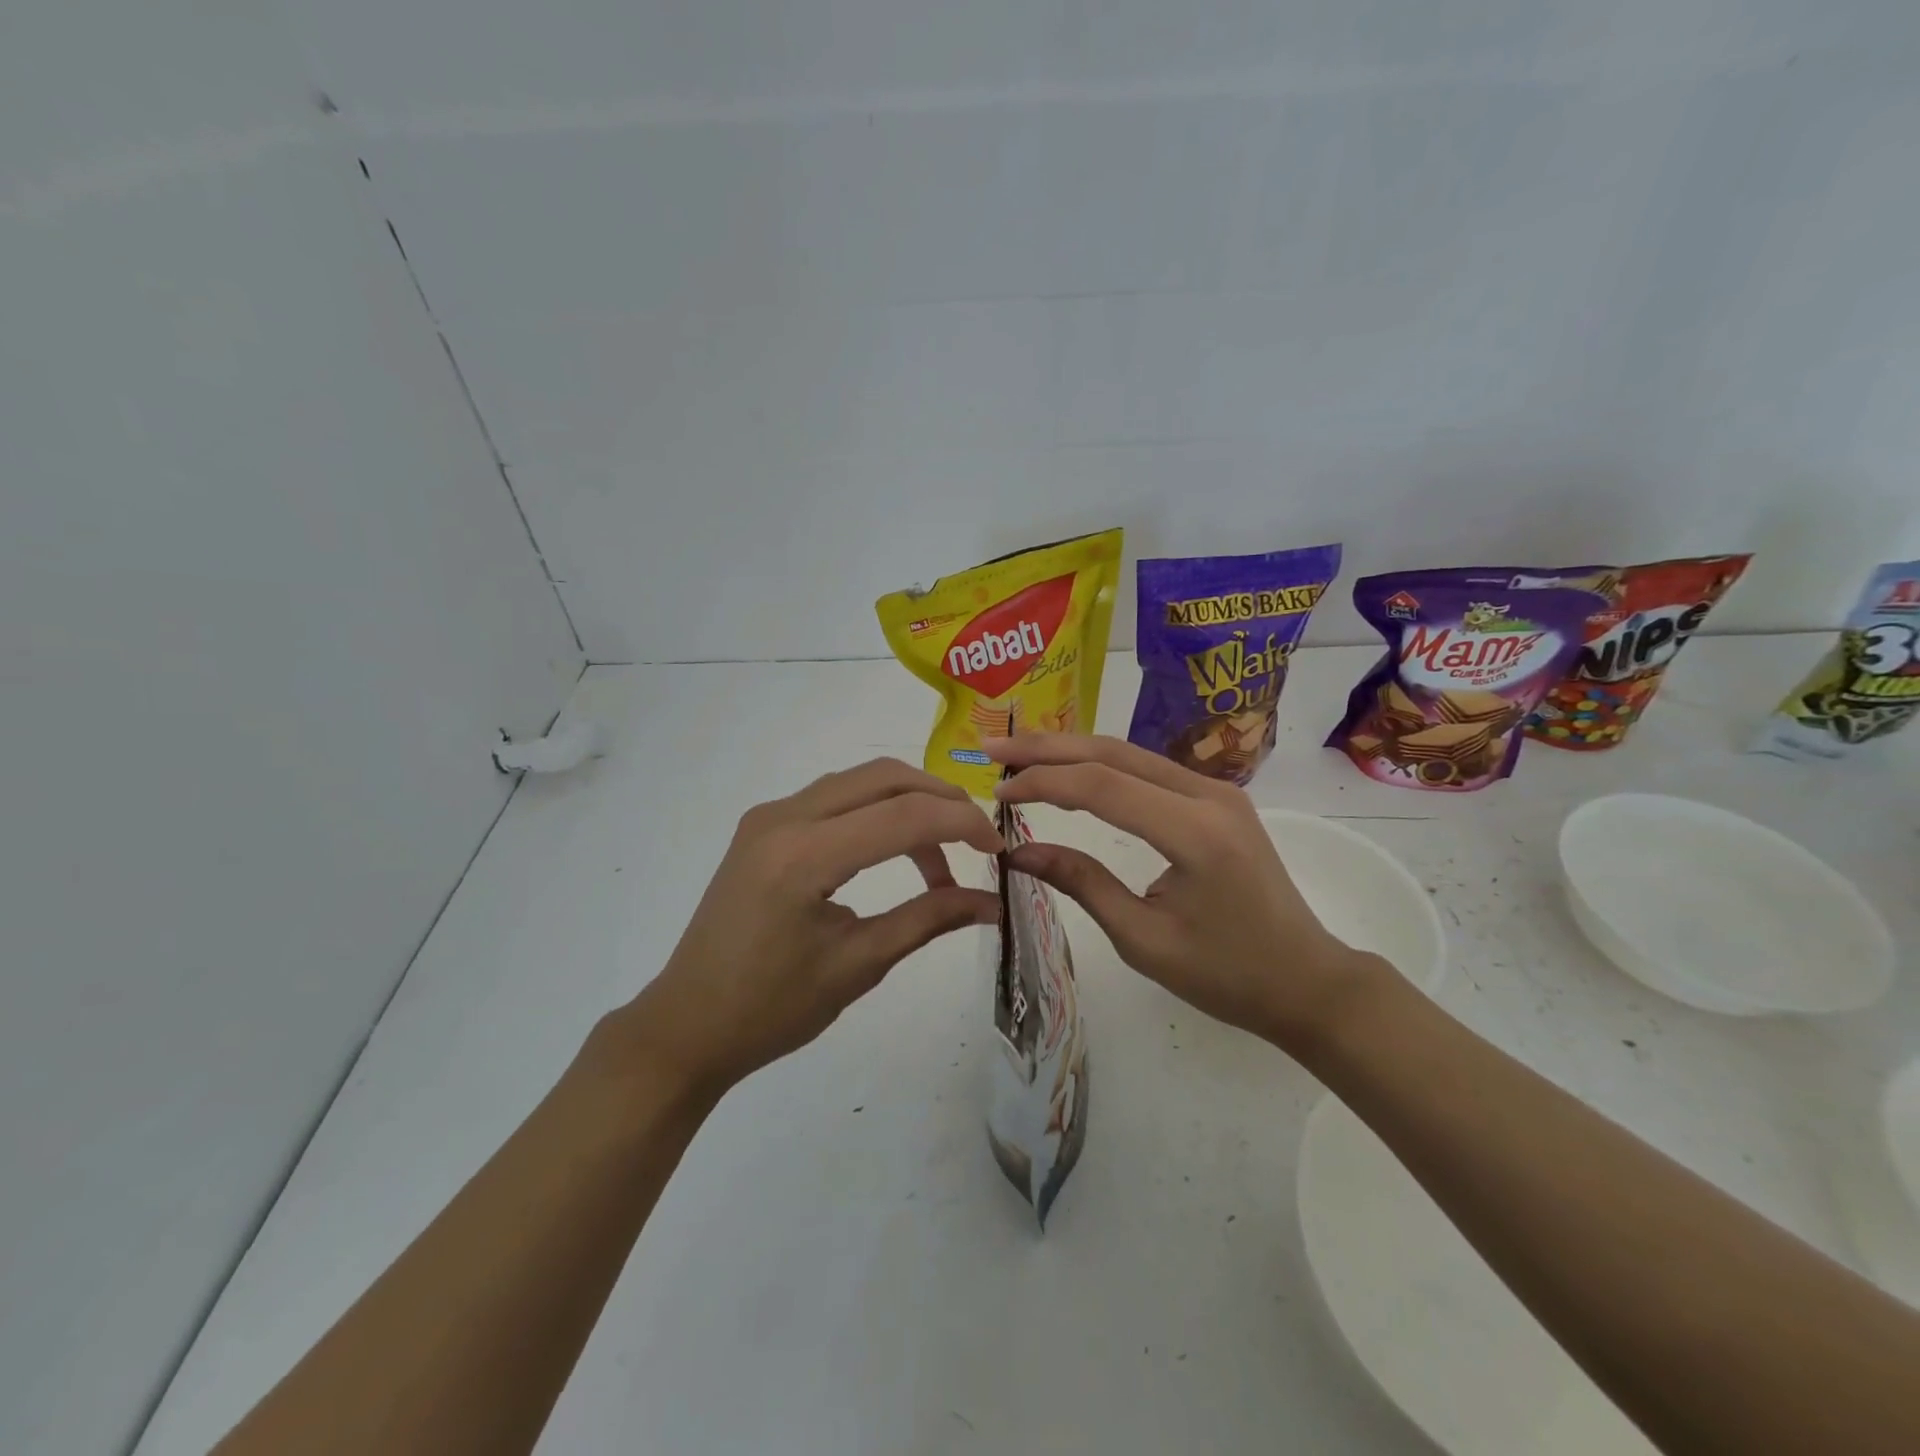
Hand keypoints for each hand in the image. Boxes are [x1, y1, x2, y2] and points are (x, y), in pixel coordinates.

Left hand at [628, 760, 1002, 1094]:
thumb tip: (991, 901)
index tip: (998, 851)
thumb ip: (927, 919)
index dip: (962, 824)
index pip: (904, 815)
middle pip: (884, 776)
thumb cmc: (770, 1009)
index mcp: (803, 856)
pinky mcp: (763, 826)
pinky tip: (893, 852)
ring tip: (940, 859)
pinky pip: (834, 798)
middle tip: (976, 840)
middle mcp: (783, 818)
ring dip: (908, 804)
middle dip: (940, 799)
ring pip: (859, 781)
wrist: (687, 1025)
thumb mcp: (858, 965)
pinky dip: (875, 813)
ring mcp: (768, 816)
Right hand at [986, 734, 1374, 1048]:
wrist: (1307, 980)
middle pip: (1114, 753)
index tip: (998, 793)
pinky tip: (1071, 769)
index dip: (1043, 783)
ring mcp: (1217, 791)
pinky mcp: (1216, 799)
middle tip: (995, 752)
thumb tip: (1019, 852)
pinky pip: (1147, 769)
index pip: (1101, 787)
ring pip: (1130, 754)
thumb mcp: (1144, 939)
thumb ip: (1082, 883)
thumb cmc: (1227, 975)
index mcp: (1195, 832)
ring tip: (1020, 756)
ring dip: (1072, 750)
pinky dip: (1101, 766)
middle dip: (1049, 749)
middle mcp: (1209, 795)